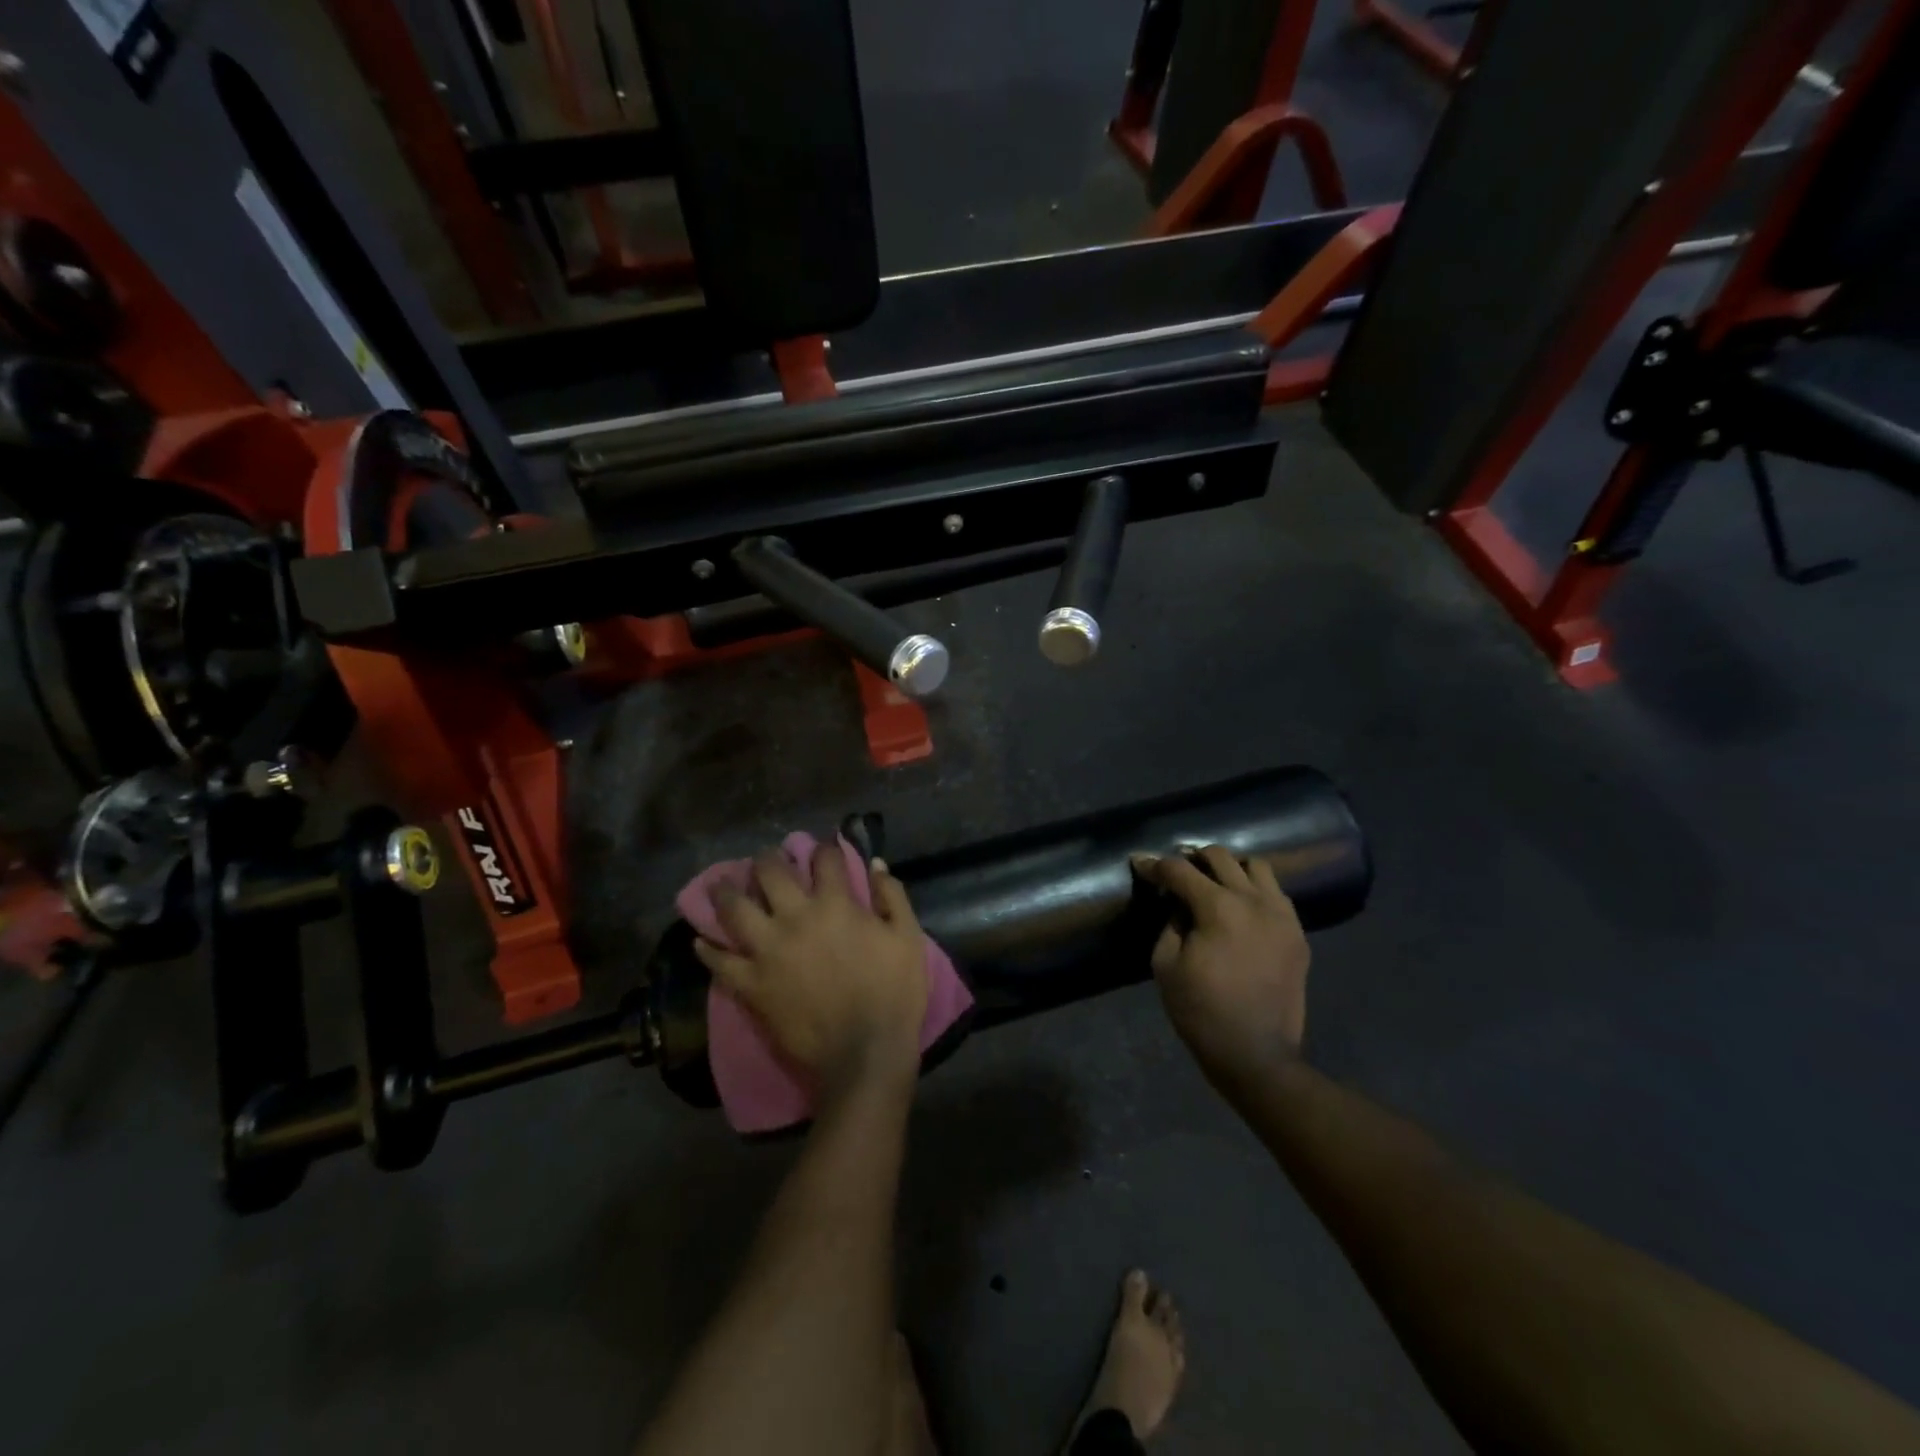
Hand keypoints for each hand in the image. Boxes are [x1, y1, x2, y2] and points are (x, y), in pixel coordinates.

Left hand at [695, 844, 928, 1097]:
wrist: (864, 1053)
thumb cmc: (893, 993)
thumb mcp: (908, 938)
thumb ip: (892, 895)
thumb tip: (874, 864)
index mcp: (835, 904)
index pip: (824, 860)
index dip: (824, 849)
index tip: (823, 851)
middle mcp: (795, 918)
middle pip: (771, 873)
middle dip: (768, 859)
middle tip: (766, 859)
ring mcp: (767, 950)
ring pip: (735, 909)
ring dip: (727, 892)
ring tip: (722, 886)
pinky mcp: (750, 983)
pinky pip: (719, 961)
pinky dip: (708, 949)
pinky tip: (701, 941)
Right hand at [1133, 847, 1310, 1085]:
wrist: (1256, 1054)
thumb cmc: (1201, 1011)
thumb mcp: (1166, 965)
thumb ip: (1170, 924)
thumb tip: (1179, 905)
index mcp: (1219, 908)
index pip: (1180, 870)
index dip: (1154, 865)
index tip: (1139, 864)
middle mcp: (1254, 901)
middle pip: (1220, 856)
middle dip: (1192, 859)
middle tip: (1176, 874)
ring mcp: (1282, 916)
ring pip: (1256, 866)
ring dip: (1230, 869)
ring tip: (1214, 885)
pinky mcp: (1297, 934)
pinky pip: (1277, 895)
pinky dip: (1255, 891)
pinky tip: (1242, 910)